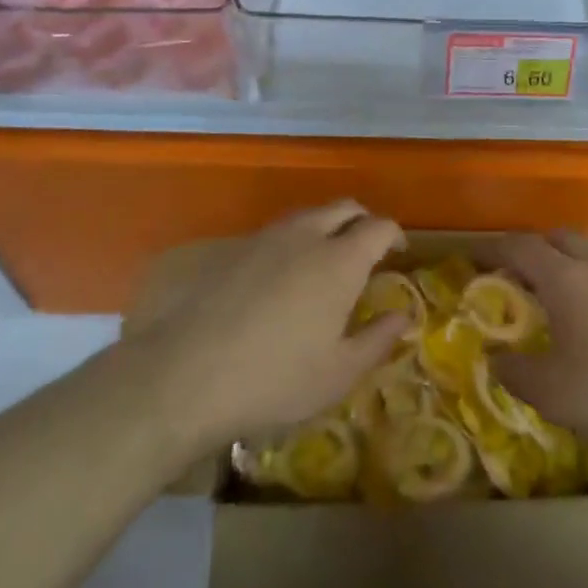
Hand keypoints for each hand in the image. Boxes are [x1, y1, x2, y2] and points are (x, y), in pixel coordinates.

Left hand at [129, 202, 409, 446]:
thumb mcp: (338, 373)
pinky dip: (289, 243)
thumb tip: (403, 316)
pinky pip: (273, 233)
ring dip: (324, 227)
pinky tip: (278, 278)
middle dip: (361, 221)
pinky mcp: (230, 249)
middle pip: (344, 208)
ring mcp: (264, 238)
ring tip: (323, 261)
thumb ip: (377, 339)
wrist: (184, 375)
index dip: (394, 235)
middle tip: (366, 249)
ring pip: (306, 216)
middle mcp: (305, 236)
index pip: (379, 227)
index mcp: (340, 261)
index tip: (397, 252)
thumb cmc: (275, 379)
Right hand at [484, 232, 587, 448]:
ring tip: (572, 296)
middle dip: (536, 251)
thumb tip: (496, 358)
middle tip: (524, 279)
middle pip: (559, 239)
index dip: (493, 249)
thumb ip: (515, 372)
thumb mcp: (552, 393)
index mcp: (565, 278)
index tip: (475, 258)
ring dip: (576, 263)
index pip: (519, 247)